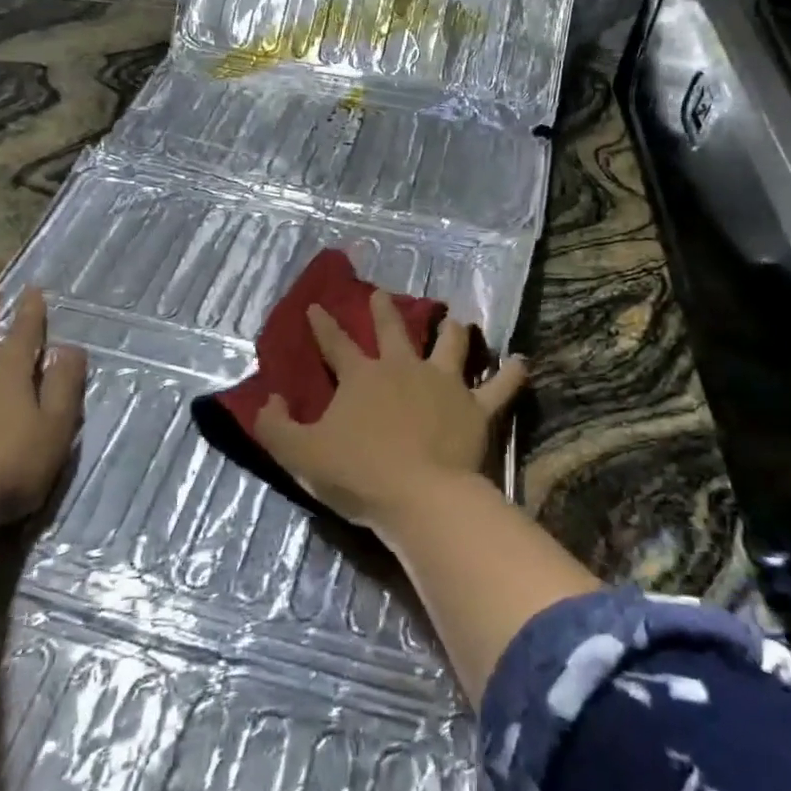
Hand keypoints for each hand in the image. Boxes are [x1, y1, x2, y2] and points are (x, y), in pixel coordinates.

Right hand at [253, 288, 526, 531]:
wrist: (420, 497)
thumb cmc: (358, 475)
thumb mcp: (299, 455)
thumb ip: (275, 426)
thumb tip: (269, 399)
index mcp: (361, 377)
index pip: (335, 343)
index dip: (322, 325)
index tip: (315, 307)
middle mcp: (403, 369)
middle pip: (392, 330)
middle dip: (383, 309)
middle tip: (382, 294)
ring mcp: (444, 384)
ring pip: (450, 344)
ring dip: (452, 330)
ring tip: (456, 320)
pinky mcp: (476, 408)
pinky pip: (500, 385)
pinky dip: (511, 373)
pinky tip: (521, 361)